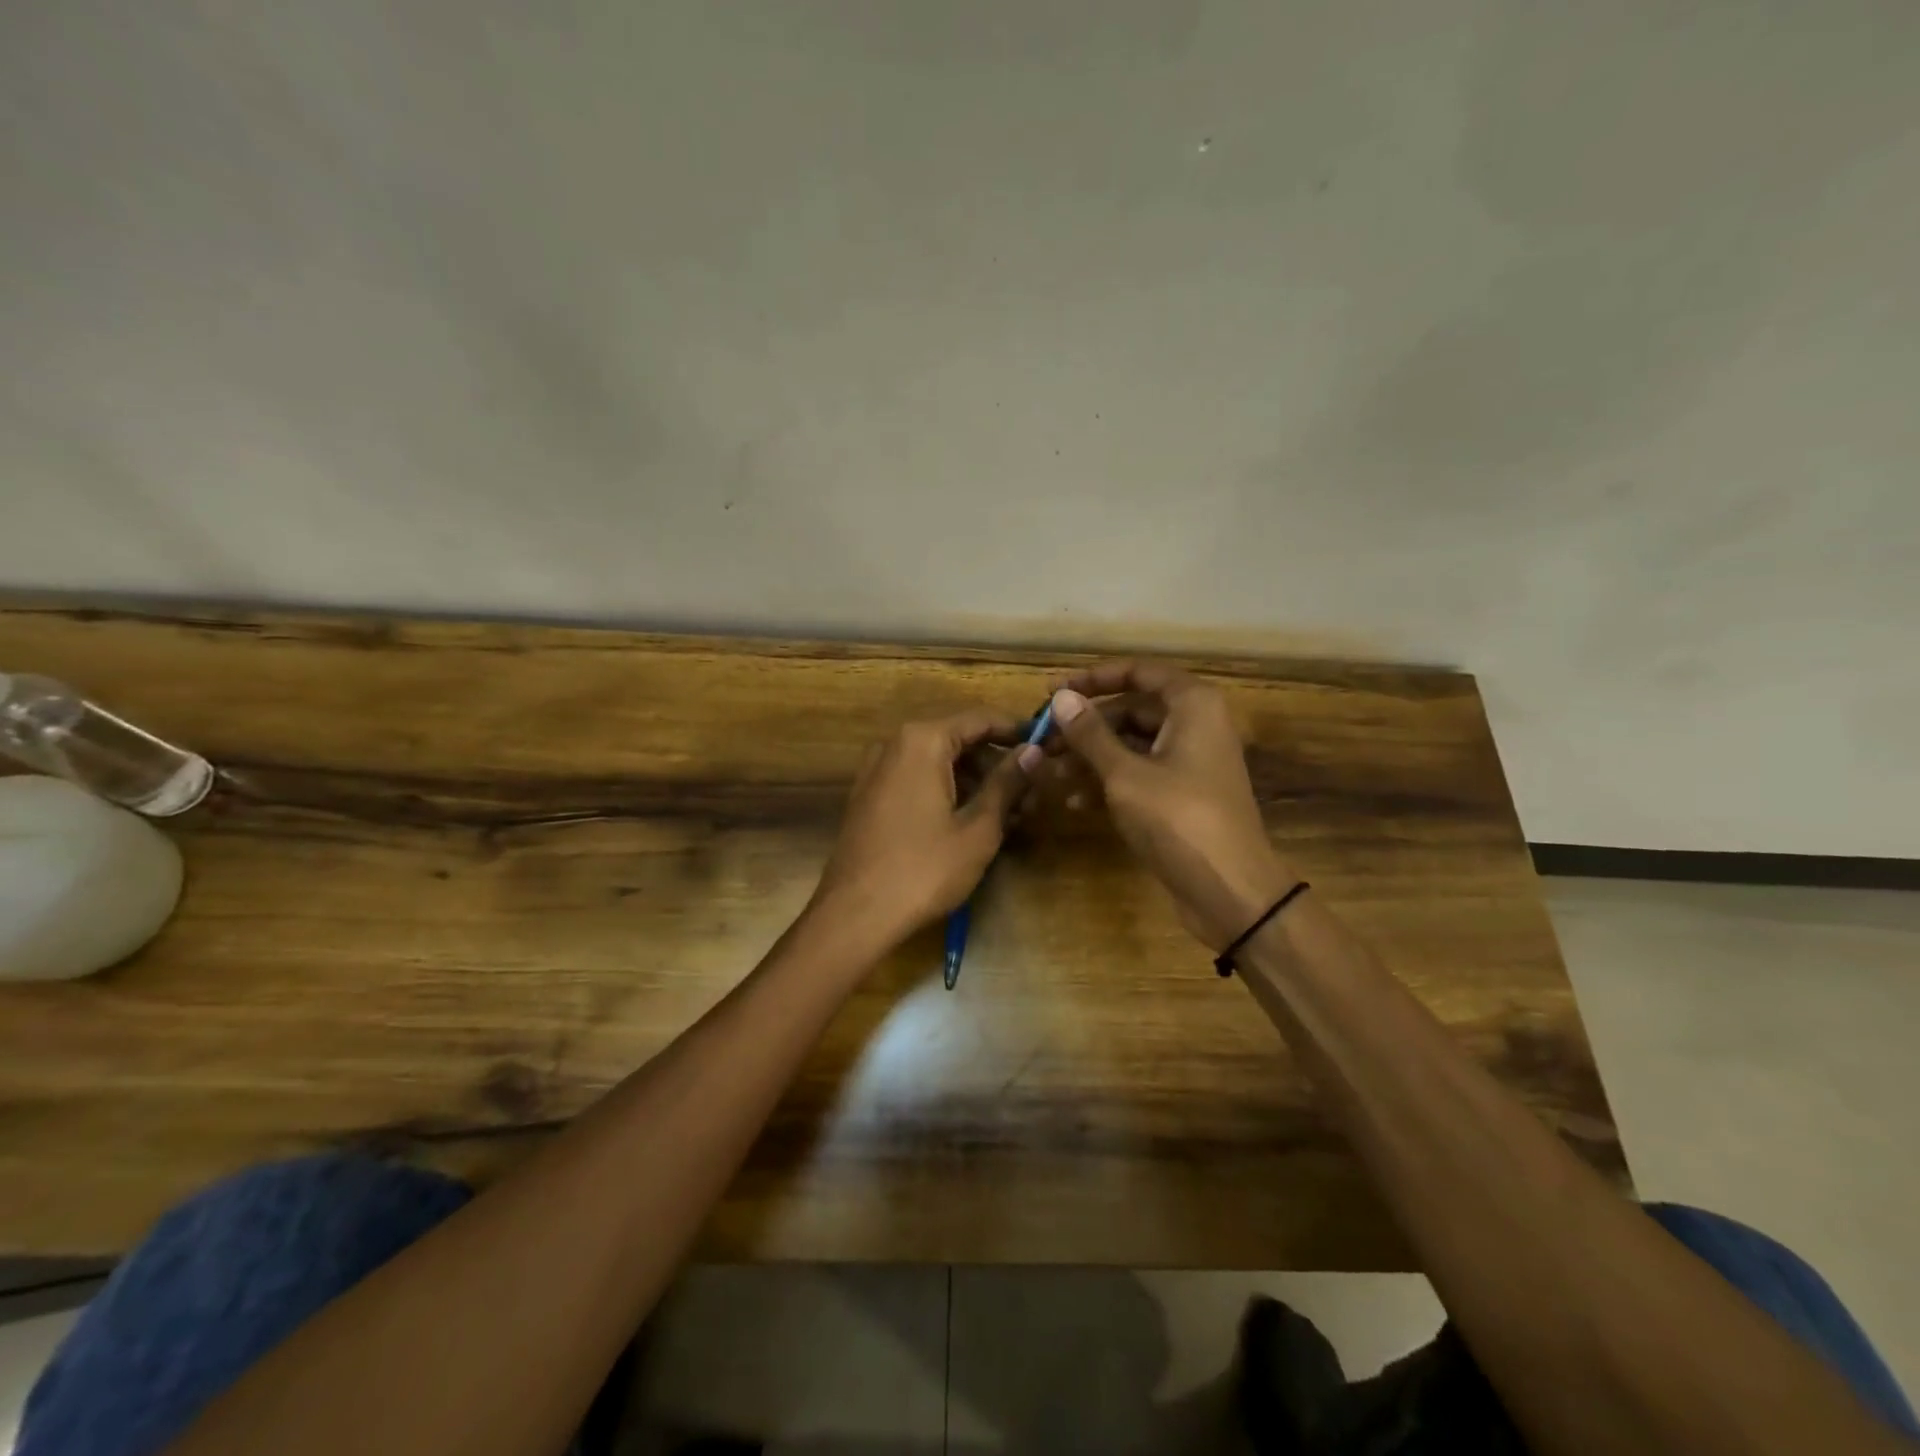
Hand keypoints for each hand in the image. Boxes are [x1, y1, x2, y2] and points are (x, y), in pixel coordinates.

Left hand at [812, 708, 1040, 949]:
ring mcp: (877, 770)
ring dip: (975, 781)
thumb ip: (1007, 783)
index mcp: (922, 740)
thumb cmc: (924, 869)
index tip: (1049, 746)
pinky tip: (973, 821)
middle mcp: (895, 743)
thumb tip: (1034, 751)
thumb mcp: (978, 828)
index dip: (1018, 731)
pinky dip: (948, 791)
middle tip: (1033, 791)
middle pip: (958, 739)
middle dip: (997, 762)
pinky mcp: (870, 796)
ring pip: (938, 762)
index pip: (980, 719)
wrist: (855, 915)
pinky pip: (917, 780)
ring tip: (1010, 813)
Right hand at [1047, 662, 1296, 951]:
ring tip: (1050, 773)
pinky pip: (1139, 775)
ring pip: (1131, 746)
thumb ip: (1091, 734)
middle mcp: (1195, 725)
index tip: (1053, 692)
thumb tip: (1061, 698)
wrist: (1230, 892)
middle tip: (1042, 740)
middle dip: (1085, 726)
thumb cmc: (1179, 820)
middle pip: (1131, 710)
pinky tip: (1072, 801)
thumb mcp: (1126, 774)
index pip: (1139, 672)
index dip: (1093, 678)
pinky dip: (1108, 782)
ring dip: (1090, 757)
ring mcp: (1189, 763)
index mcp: (1193, 706)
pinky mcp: (1181, 796)